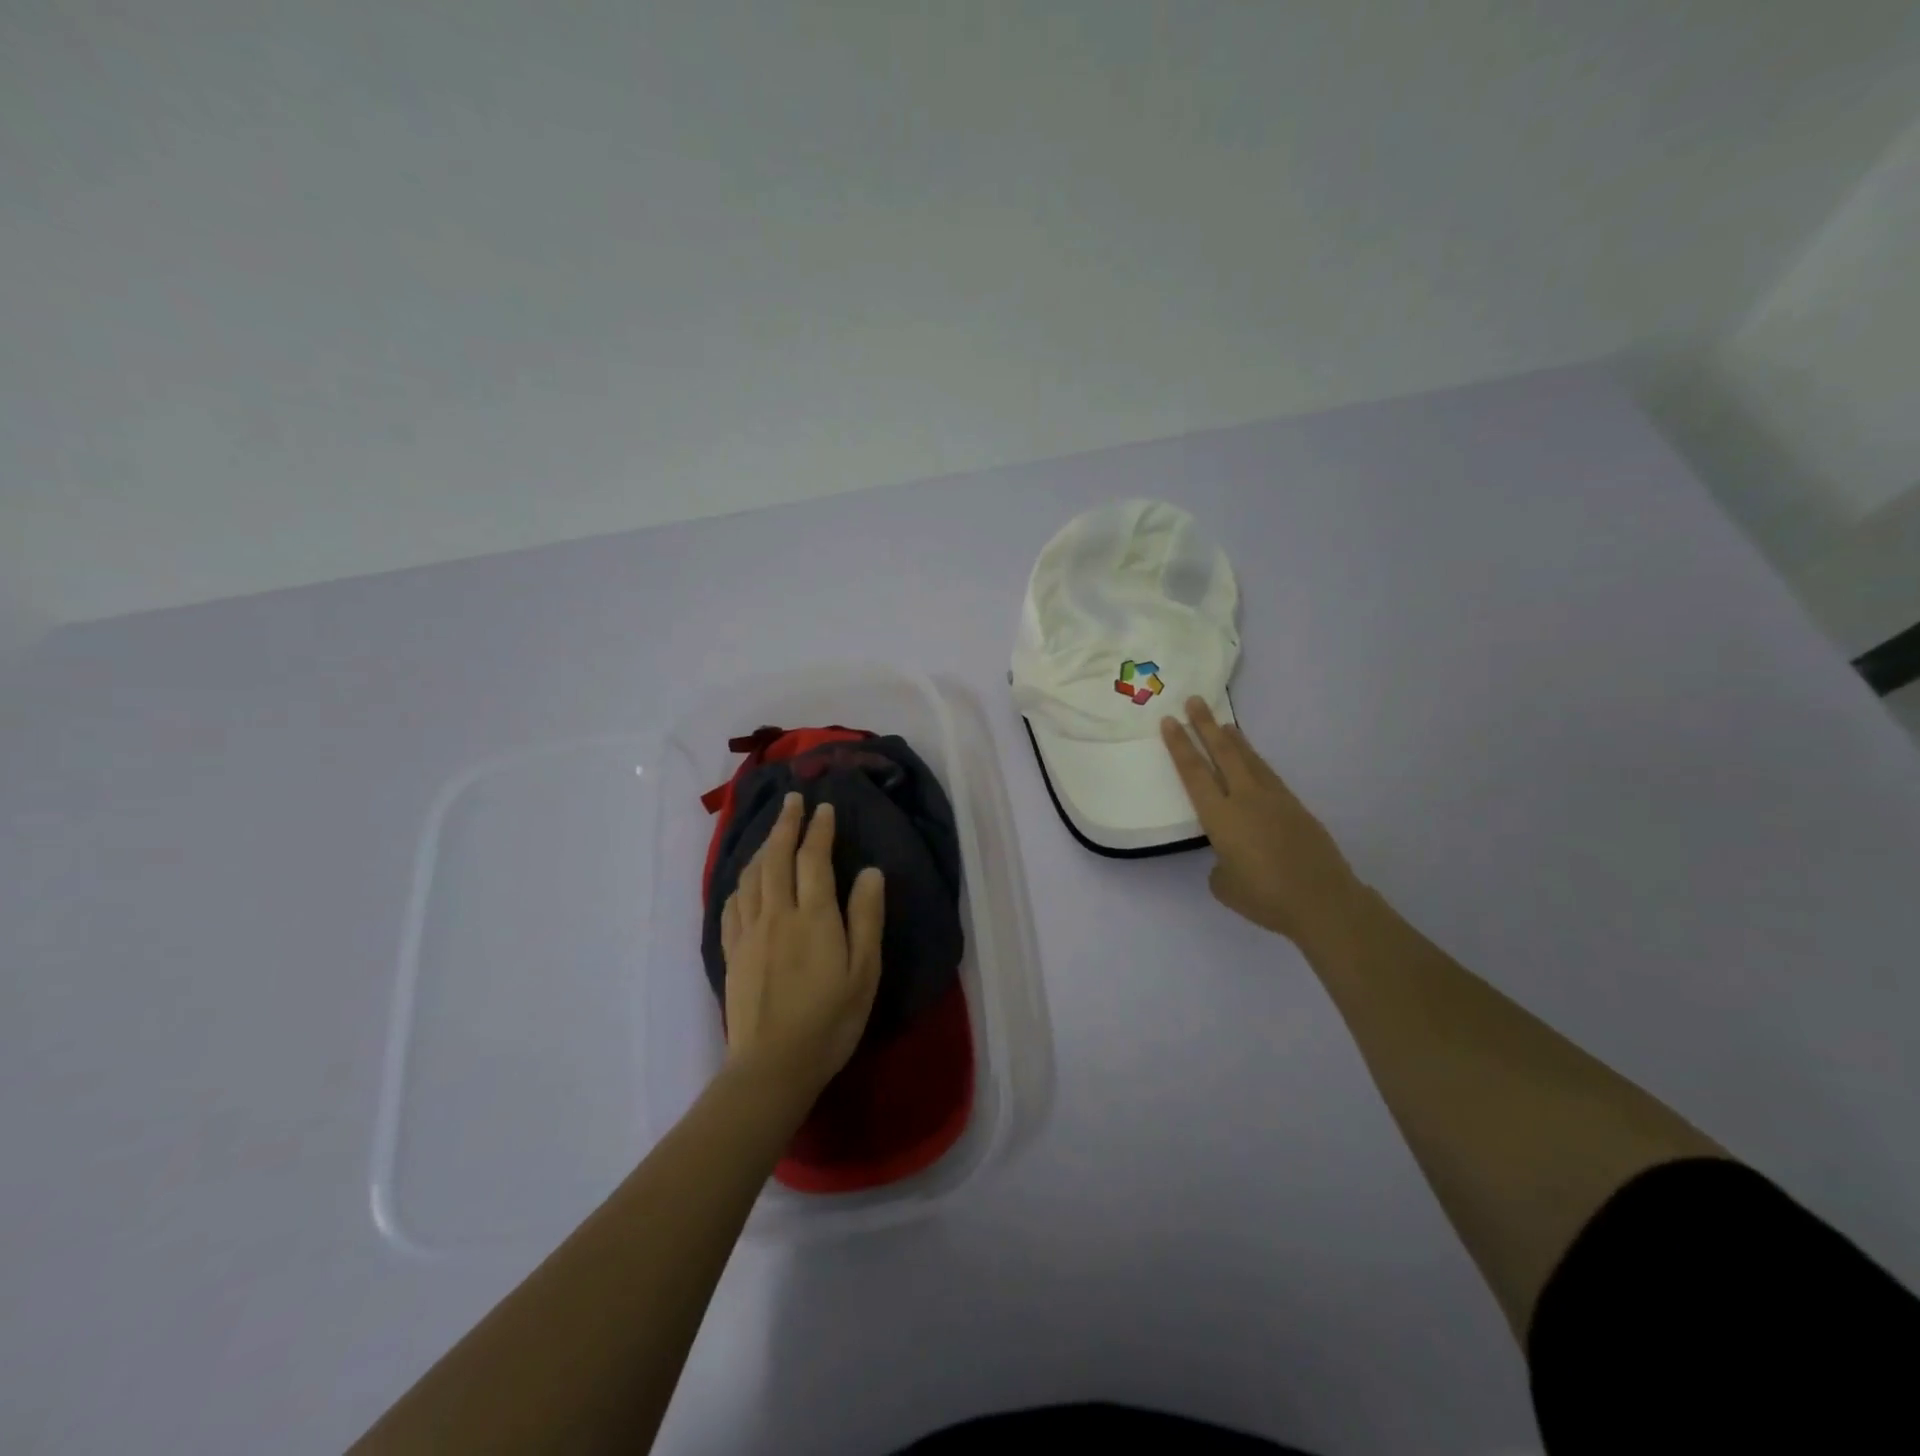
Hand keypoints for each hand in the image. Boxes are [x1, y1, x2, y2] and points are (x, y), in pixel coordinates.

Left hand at [720, 792, 885, 1102]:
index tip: (824, 807)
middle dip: (786, 825)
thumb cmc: (830, 1020)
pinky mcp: (732, 953)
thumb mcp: (864, 971)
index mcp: (813, 917)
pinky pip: (732, 904)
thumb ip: (866, 918)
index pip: (813, 859)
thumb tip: (870, 872)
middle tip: (793, 801)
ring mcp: (749, 933)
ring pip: (751, 877)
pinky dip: (740, 882)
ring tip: (771, 832)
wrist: (772, 1066)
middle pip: (776, 858)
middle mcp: (777, 914)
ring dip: (762, 847)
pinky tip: (744, 881)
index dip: (819, 829)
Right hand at [1161, 696, 1365, 949]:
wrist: (1322, 900)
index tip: (1169, 721)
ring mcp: (1274, 799)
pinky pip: (1268, 774)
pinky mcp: (1296, 807)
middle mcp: (1245, 798)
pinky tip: (1252, 761)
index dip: (1179, 745)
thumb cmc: (1264, 896)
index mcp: (1220, 816)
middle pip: (1222, 753)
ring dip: (1233, 739)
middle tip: (1194, 700)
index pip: (1193, 773)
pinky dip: (1255, 761)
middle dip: (1205, 725)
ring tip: (1223, 723)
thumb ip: (1220, 865)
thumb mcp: (1225, 885)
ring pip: (1249, 759)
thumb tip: (1229, 859)